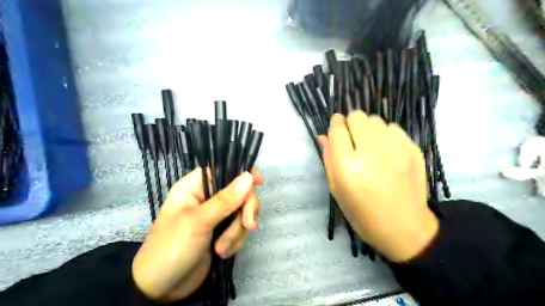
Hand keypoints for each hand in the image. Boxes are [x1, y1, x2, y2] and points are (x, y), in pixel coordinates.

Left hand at [132, 168, 264, 302]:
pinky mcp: (222, 232)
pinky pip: (240, 228)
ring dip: (237, 231)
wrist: (162, 290)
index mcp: (195, 187)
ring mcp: (216, 215)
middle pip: (239, 191)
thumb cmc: (171, 248)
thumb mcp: (198, 222)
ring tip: (221, 248)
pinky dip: (235, 241)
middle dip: (245, 210)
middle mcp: (207, 197)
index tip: (259, 182)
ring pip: (242, 212)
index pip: (223, 169)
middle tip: (248, 225)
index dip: (242, 172)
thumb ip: (225, 199)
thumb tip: (248, 176)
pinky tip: (222, 253)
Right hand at [320, 113, 436, 262]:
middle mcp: (371, 153)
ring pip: (375, 120)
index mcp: (347, 167)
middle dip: (350, 123)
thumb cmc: (362, 214)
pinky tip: (385, 150)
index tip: (336, 126)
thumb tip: (324, 136)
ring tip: (369, 145)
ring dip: (368, 128)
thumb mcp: (336, 190)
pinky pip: (393, 127)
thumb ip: (329, 159)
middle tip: (352, 137)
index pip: (337, 130)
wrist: (404, 228)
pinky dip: (385, 134)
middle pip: (357, 117)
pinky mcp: (413, 150)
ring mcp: (395, 150)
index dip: (335, 124)